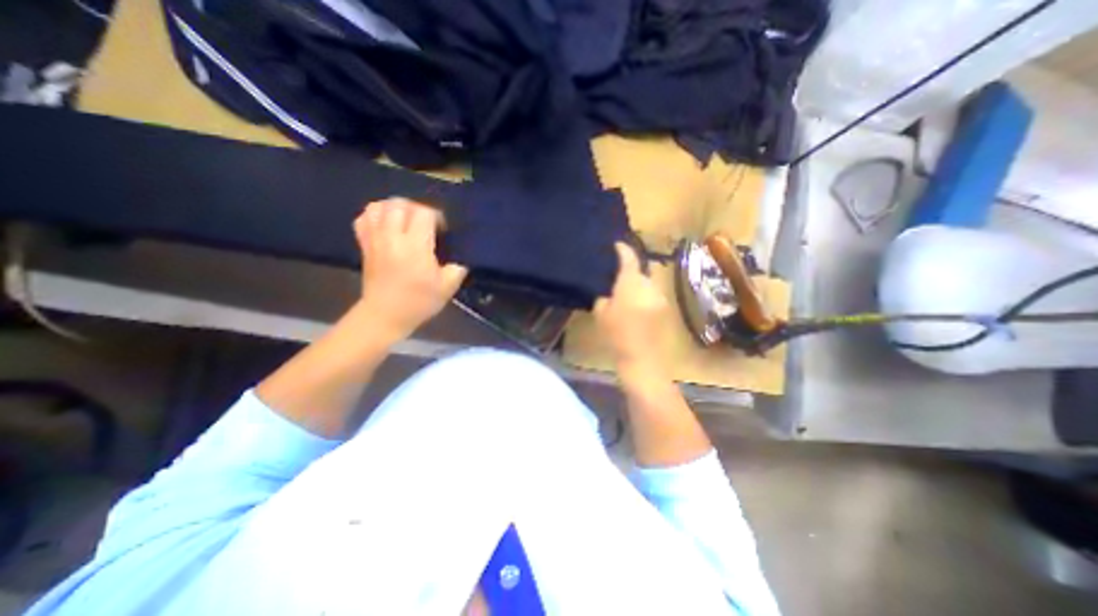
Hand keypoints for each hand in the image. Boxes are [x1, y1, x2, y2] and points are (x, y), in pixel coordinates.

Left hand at [356, 197, 466, 341]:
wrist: (385, 315)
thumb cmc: (419, 302)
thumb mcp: (448, 287)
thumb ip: (459, 266)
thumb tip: (463, 252)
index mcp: (415, 247)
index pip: (424, 213)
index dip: (437, 216)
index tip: (442, 230)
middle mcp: (392, 238)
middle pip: (400, 204)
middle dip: (417, 208)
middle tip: (426, 223)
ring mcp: (375, 239)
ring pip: (379, 206)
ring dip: (396, 208)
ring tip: (407, 220)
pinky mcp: (364, 244)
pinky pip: (365, 217)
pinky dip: (376, 214)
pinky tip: (387, 224)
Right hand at [592, 243, 668, 376]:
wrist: (641, 359)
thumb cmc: (616, 335)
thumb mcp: (601, 313)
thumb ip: (604, 297)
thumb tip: (609, 293)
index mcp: (631, 283)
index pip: (629, 258)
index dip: (623, 249)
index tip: (617, 245)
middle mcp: (649, 285)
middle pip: (640, 270)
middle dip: (631, 271)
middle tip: (617, 278)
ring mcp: (660, 297)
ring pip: (647, 284)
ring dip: (638, 285)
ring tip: (626, 295)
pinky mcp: (665, 309)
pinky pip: (652, 295)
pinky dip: (644, 296)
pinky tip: (636, 308)